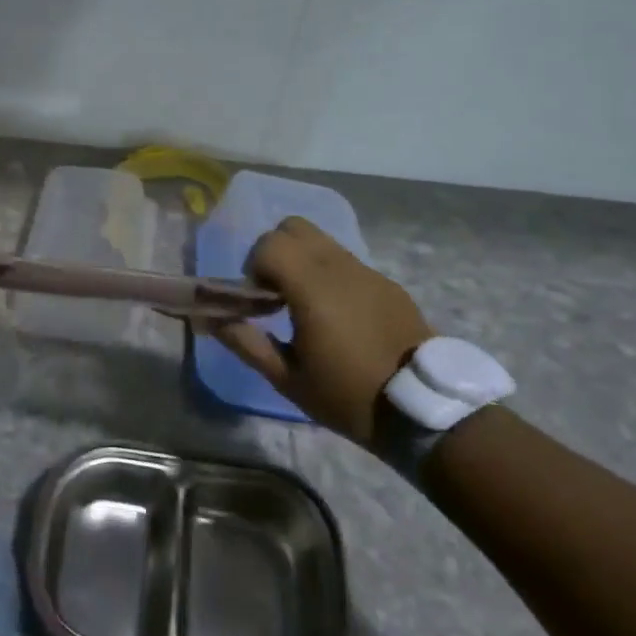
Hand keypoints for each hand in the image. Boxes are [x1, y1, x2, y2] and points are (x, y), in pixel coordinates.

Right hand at [208, 216, 432, 444]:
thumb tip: (210, 319)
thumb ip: (246, 342)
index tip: (260, 302)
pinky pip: (346, 261)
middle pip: (294, 227)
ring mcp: (368, 271)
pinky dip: (330, 274)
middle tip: (277, 295)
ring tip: (306, 306)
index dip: (255, 267)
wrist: (424, 408)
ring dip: (303, 261)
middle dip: (275, 252)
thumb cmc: (348, 397)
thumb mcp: (288, 379)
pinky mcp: (387, 283)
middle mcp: (340, 268)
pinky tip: (340, 317)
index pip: (270, 243)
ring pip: (322, 240)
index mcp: (313, 289)